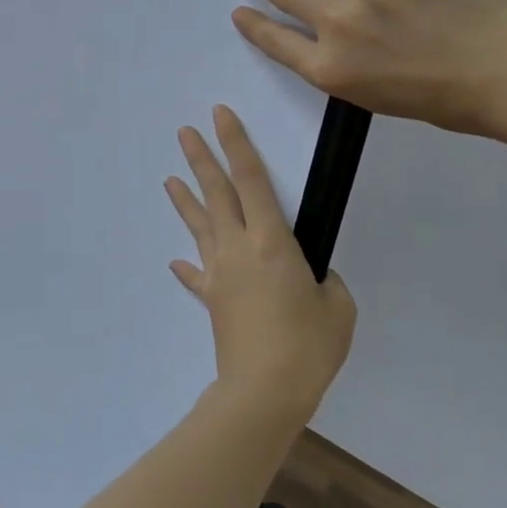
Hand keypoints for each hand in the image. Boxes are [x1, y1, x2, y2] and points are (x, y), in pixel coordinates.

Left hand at [165, 106, 355, 423]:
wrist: (264, 391)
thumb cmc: (308, 345)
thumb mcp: (337, 308)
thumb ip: (325, 282)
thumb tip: (309, 278)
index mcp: (271, 241)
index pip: (252, 180)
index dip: (236, 144)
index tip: (220, 116)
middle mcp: (238, 248)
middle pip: (217, 194)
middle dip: (201, 159)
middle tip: (185, 132)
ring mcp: (220, 274)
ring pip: (200, 226)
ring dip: (185, 201)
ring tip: (169, 178)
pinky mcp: (213, 300)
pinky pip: (198, 276)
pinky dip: (189, 267)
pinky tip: (177, 261)